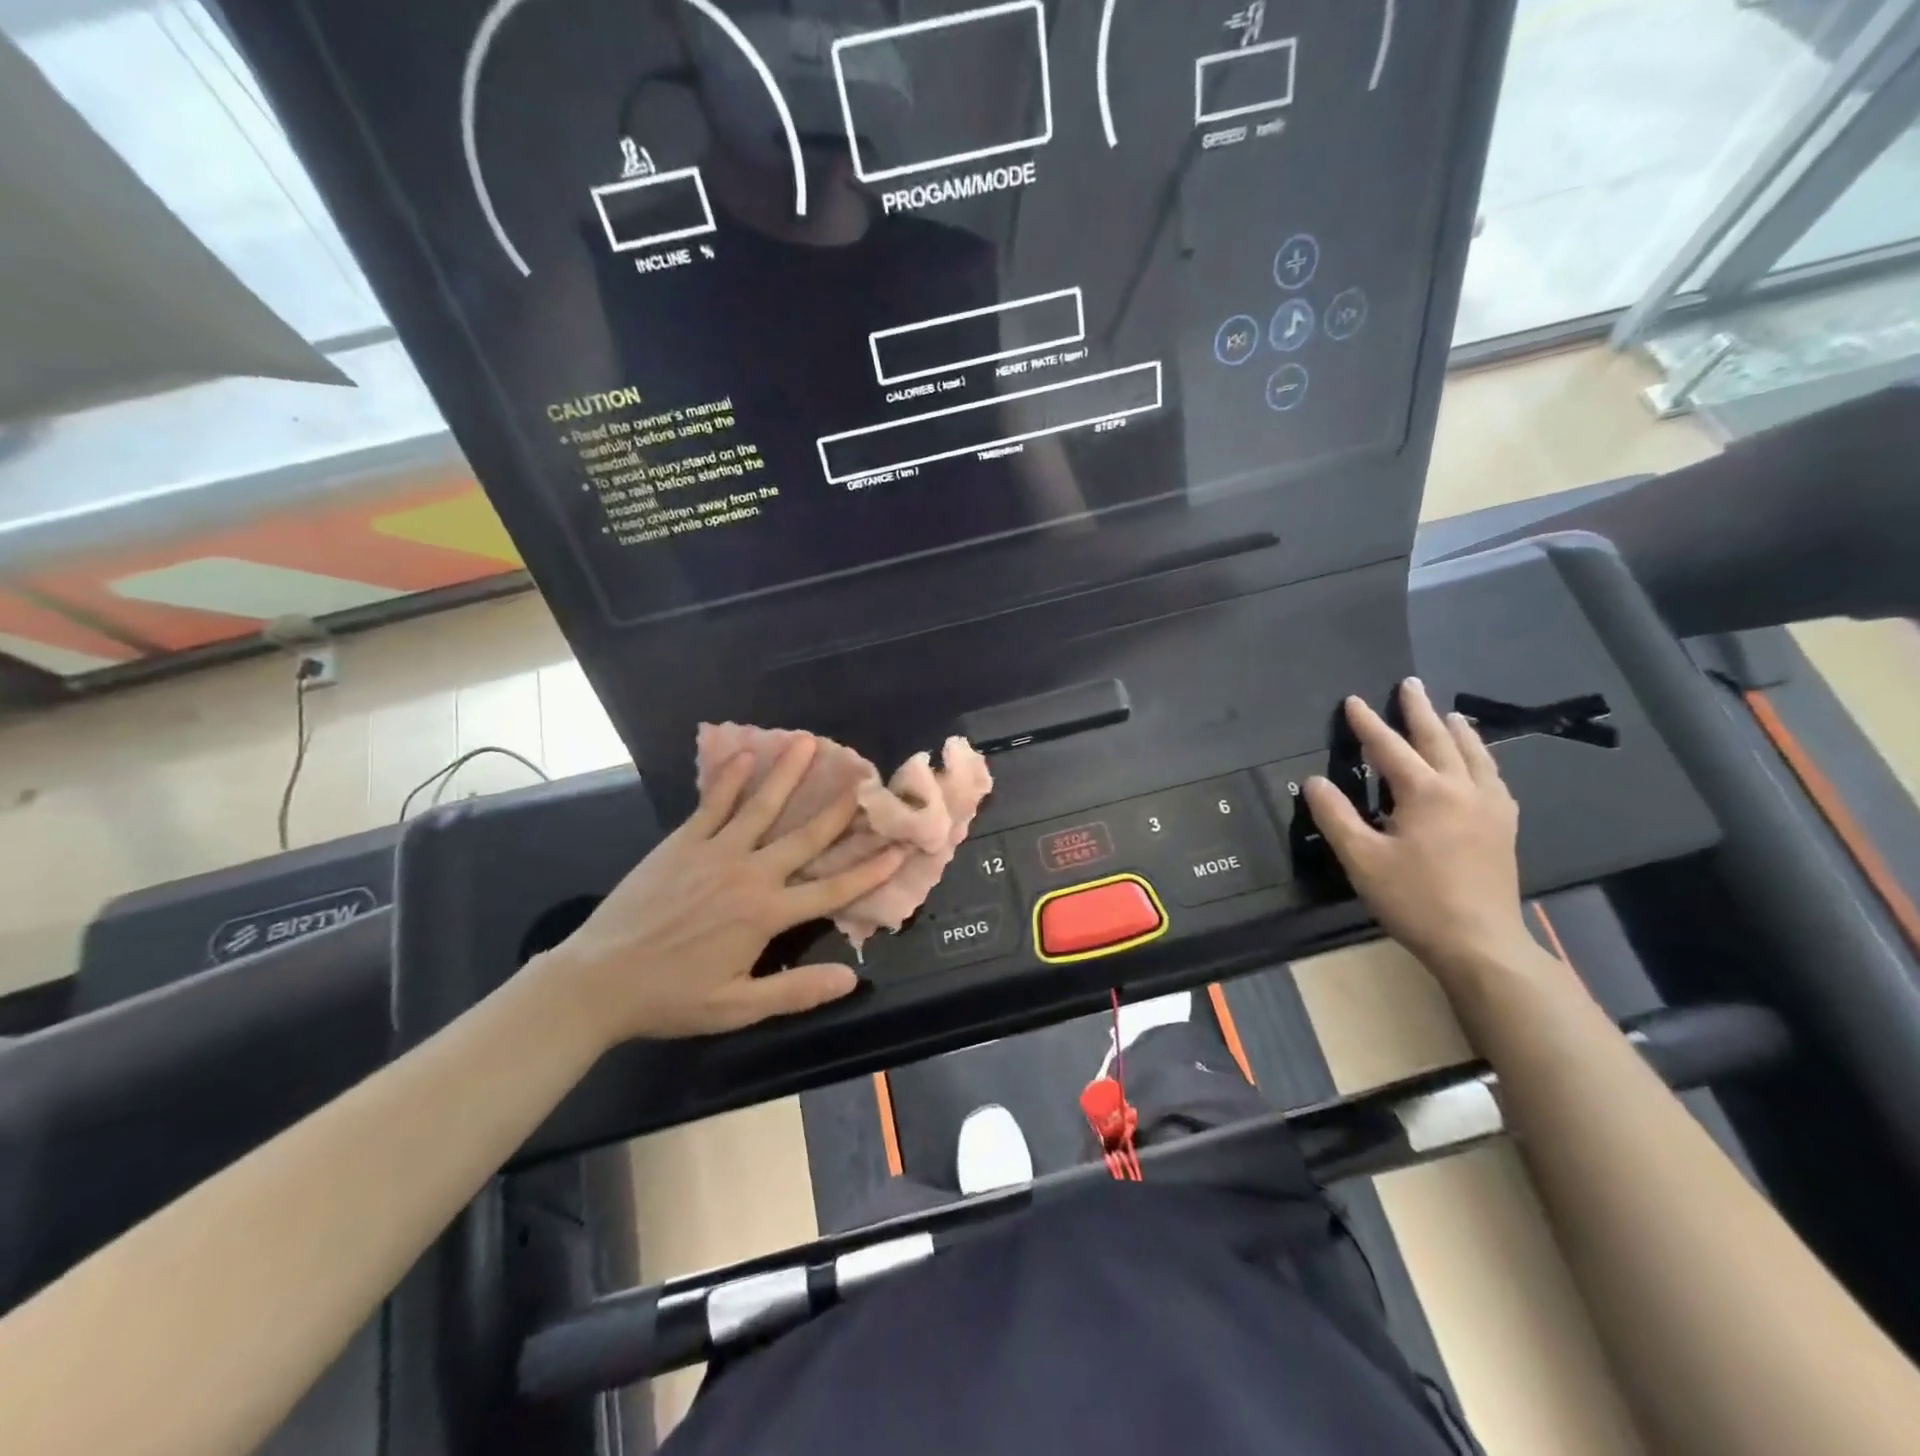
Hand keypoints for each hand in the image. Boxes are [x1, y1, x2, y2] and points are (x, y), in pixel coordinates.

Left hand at [538, 734, 905, 1042]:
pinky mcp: (682, 842)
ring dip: (788, 774)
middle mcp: (749, 874)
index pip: (832, 889)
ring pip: (762, 807)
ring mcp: (714, 852)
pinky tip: (746, 753)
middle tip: (865, 777)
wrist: (597, 981)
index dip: (871, 869)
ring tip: (809, 742)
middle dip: (840, 808)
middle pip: (805, 836)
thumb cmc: (671, 997)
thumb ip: (796, 991)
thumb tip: (851, 978)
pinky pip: (713, 804)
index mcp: (767, 915)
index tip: (899, 846)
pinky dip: (731, 778)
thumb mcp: (737, 1008)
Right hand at [1303, 678, 1534, 980]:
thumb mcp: (1361, 859)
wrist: (1480, 942)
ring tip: (1449, 714)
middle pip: (1439, 739)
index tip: (1353, 701)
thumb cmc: (1414, 899)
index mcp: (1426, 793)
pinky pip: (1494, 778)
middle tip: (1409, 684)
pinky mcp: (1504, 827)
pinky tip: (1479, 765)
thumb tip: (1313, 781)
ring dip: (1457, 730)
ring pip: (1474, 755)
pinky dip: (1481, 759)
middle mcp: (1463, 789)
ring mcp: (1491, 807)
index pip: (1389, 748)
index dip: (1368, 724)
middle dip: (1420, 711)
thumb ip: (1335, 816)